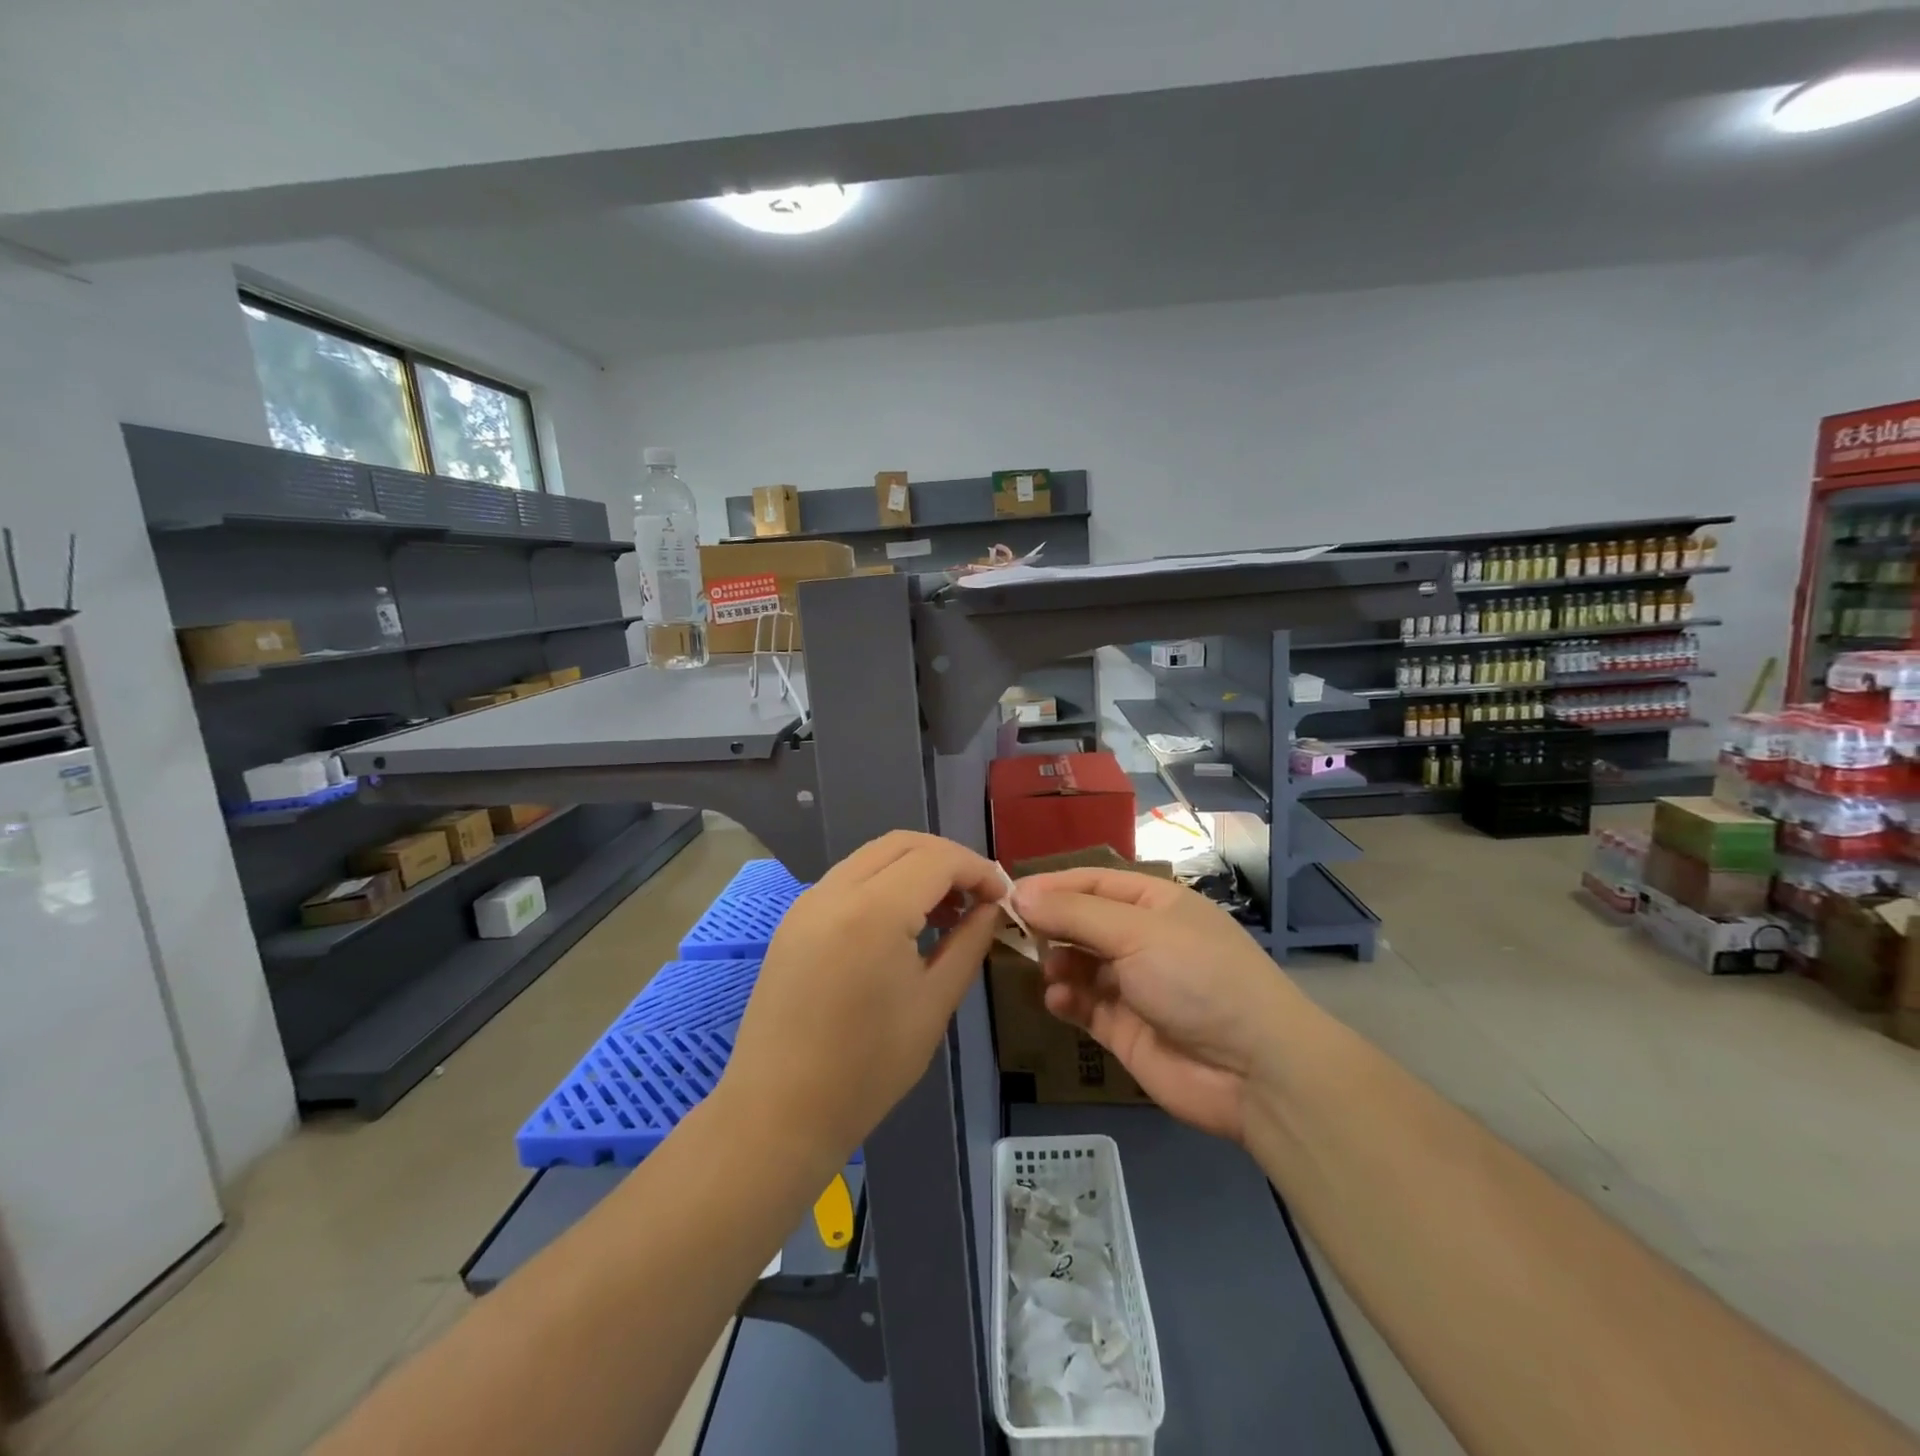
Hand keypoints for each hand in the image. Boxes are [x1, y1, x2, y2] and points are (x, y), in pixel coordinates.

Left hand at [719, 832, 1005, 1170]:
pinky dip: (884, 882)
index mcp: (874, 910)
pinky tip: (902, 922)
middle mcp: (836, 890)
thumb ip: (968, 943)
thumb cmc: (867, 1068)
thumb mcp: (934, 1004)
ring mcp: (808, 901)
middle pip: (903, 843)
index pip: (938, 859)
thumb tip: (990, 908)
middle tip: (977, 897)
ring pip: (873, 855)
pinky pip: (849, 878)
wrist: (778, 1112)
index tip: (1003, 897)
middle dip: (948, 859)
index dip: (978, 869)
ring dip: (915, 867)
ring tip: (945, 910)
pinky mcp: (795, 919)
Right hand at [1009, 868, 1300, 1143]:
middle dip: (1052, 926)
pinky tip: (1059, 1002)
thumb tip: (1020, 895)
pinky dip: (1067, 1000)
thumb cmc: (1196, 977)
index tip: (1010, 894)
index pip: (1093, 882)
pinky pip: (1084, 1005)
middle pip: (1083, 922)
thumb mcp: (1135, 932)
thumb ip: (1074, 914)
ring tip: (1050, 972)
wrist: (1253, 1069)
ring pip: (1079, 965)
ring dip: (1058, 964)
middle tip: (1016, 933)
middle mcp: (1143, 939)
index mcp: (1155, 903)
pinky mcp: (1125, 1028)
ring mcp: (1134, 985)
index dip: (1052, 886)